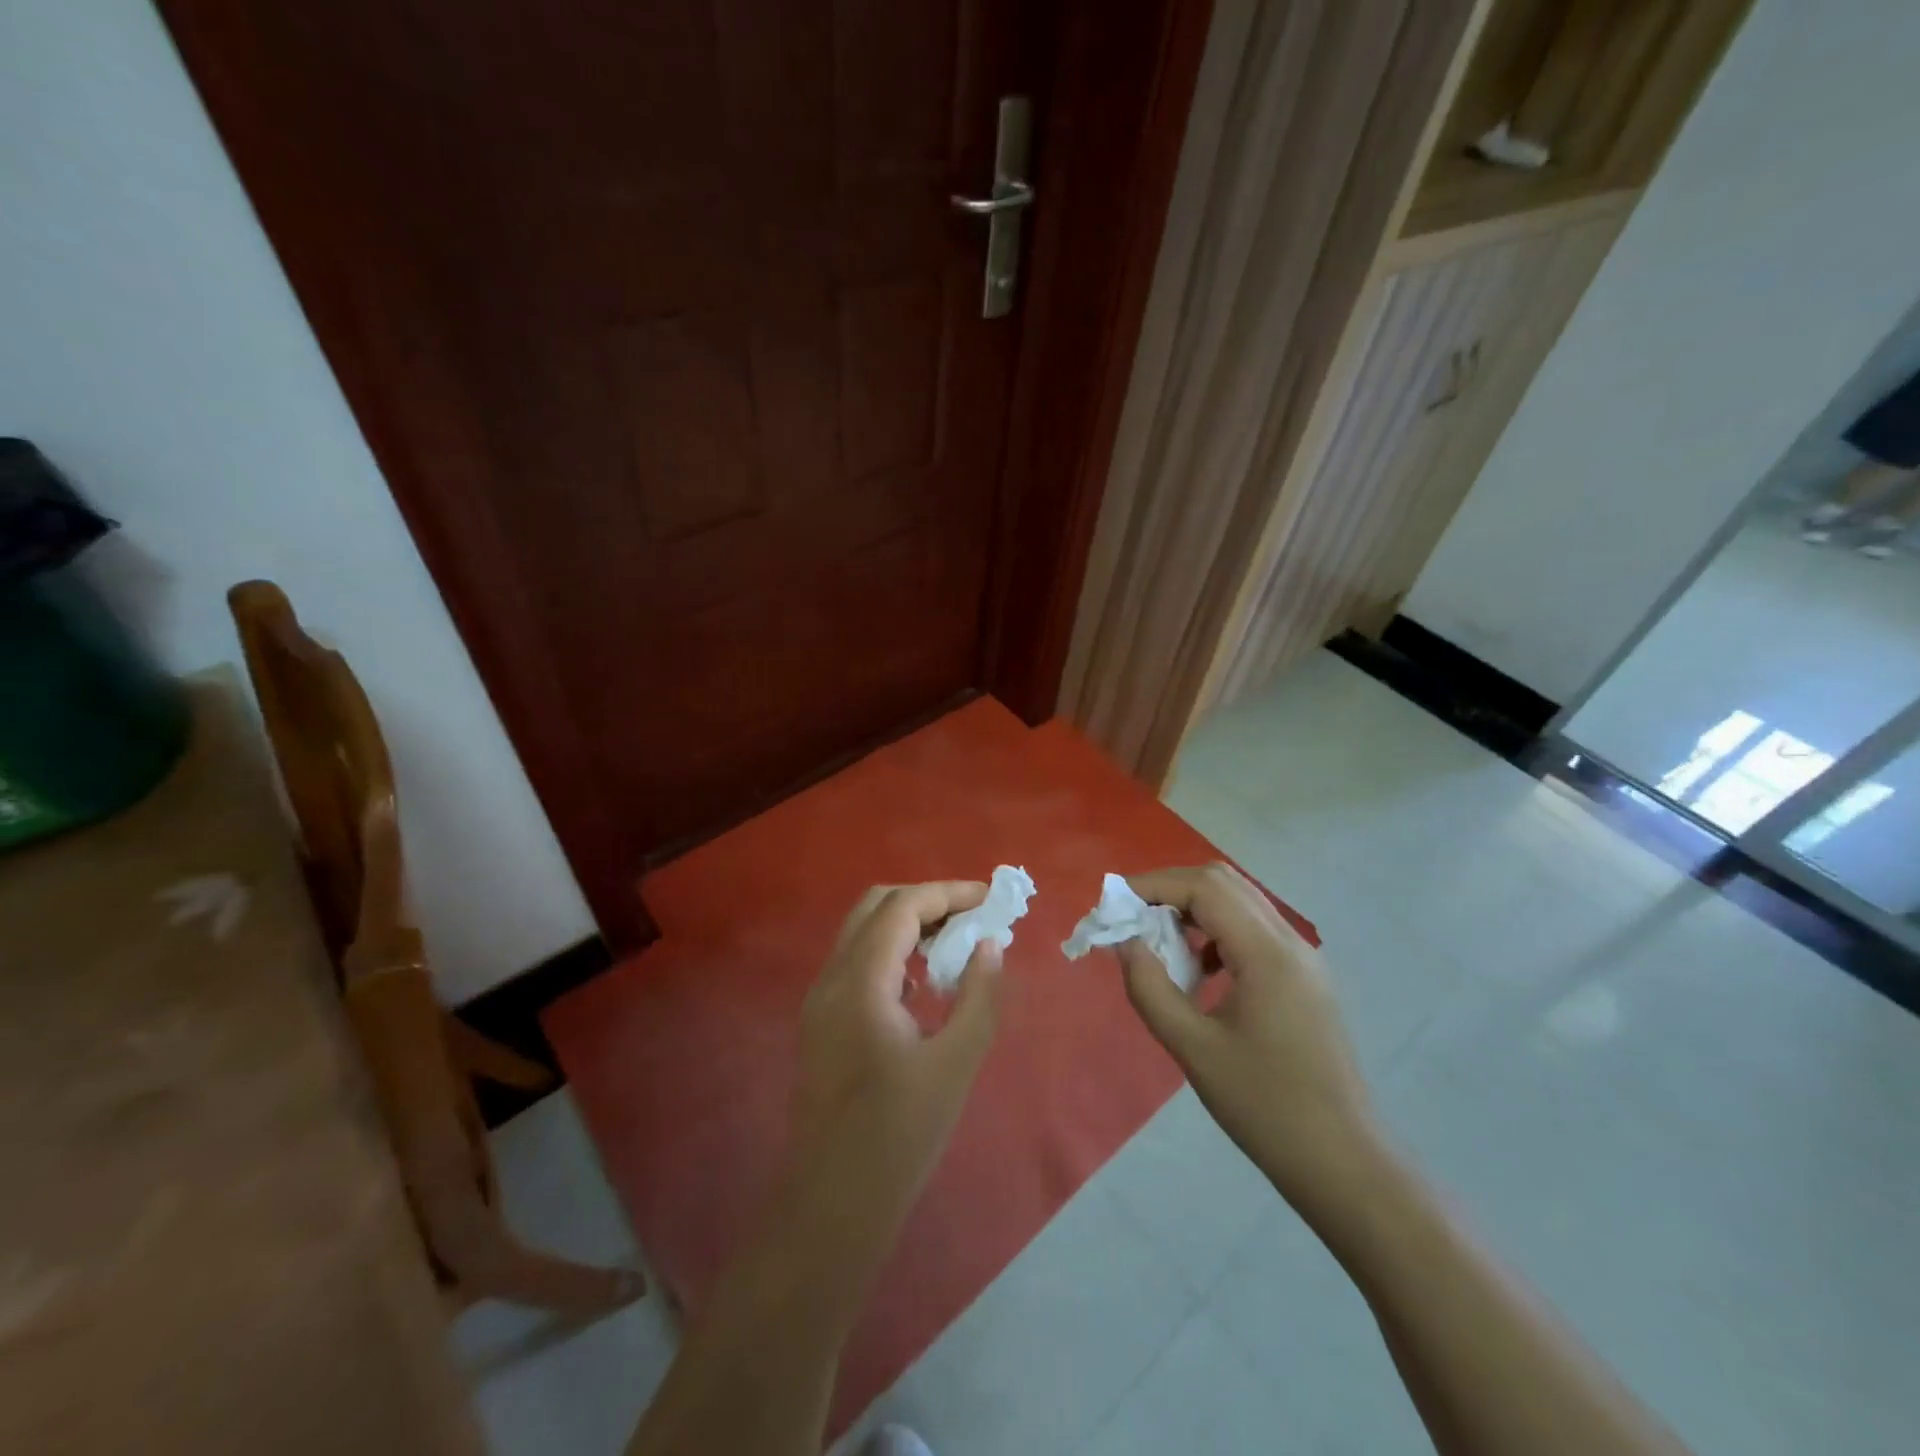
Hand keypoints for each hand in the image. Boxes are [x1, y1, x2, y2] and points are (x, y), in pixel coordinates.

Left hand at [793, 882, 1003, 1210]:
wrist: (832, 1203)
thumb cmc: (899, 1136)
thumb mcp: (955, 1064)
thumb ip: (979, 997)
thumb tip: (990, 945)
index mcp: (860, 982)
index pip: (901, 907)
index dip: (947, 893)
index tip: (990, 899)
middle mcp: (831, 978)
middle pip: (876, 906)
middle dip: (926, 900)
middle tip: (972, 917)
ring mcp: (820, 1000)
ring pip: (862, 932)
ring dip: (908, 923)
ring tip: (955, 942)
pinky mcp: (821, 1021)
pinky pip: (857, 961)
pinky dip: (892, 950)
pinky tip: (924, 979)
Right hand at [1118, 865, 1383, 1214]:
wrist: (1343, 1163)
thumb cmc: (1265, 1108)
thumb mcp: (1193, 1049)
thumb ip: (1150, 987)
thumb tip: (1124, 942)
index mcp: (1267, 954)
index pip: (1205, 888)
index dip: (1154, 885)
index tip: (1114, 904)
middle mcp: (1290, 942)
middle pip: (1224, 883)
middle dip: (1172, 889)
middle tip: (1134, 918)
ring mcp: (1303, 959)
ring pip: (1241, 903)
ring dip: (1195, 908)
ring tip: (1160, 943)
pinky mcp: (1305, 978)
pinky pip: (1254, 930)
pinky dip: (1217, 931)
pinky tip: (1200, 971)